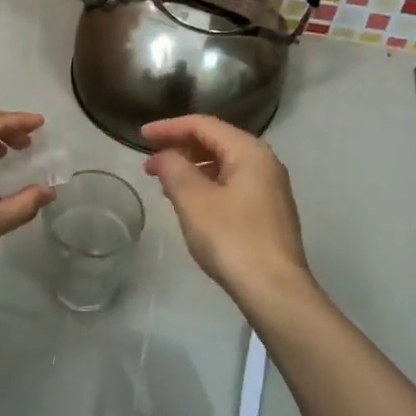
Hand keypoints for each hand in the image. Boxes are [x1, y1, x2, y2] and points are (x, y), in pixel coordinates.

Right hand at [142, 114, 313, 311]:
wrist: (274, 290)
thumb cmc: (231, 238)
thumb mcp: (193, 200)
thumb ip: (174, 169)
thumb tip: (163, 156)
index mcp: (249, 151)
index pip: (204, 125)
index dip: (169, 127)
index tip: (141, 136)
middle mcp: (265, 162)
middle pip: (216, 141)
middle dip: (180, 147)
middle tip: (150, 162)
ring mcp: (270, 188)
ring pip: (225, 164)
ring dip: (192, 167)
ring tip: (165, 182)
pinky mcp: (268, 212)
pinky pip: (232, 183)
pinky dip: (207, 184)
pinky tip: (190, 202)